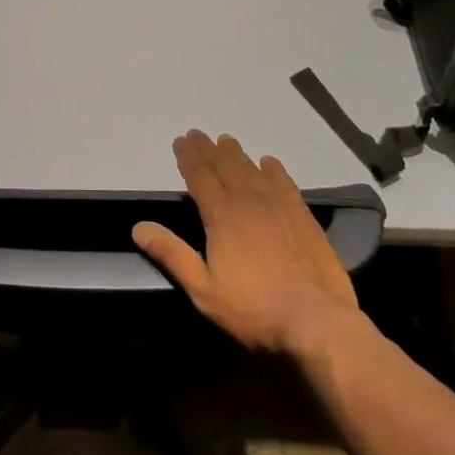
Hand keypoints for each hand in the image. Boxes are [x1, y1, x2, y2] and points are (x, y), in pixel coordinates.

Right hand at [133, 129, 362, 355]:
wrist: (316, 321)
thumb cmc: (253, 309)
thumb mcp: (203, 289)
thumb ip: (172, 254)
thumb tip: (138, 227)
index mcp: (222, 216)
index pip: (200, 177)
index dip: (188, 158)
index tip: (180, 140)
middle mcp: (249, 202)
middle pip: (225, 167)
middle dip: (208, 150)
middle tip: (198, 134)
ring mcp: (280, 208)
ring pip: (253, 171)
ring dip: (237, 154)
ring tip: (227, 141)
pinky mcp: (304, 219)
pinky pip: (286, 184)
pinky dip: (275, 170)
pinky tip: (269, 163)